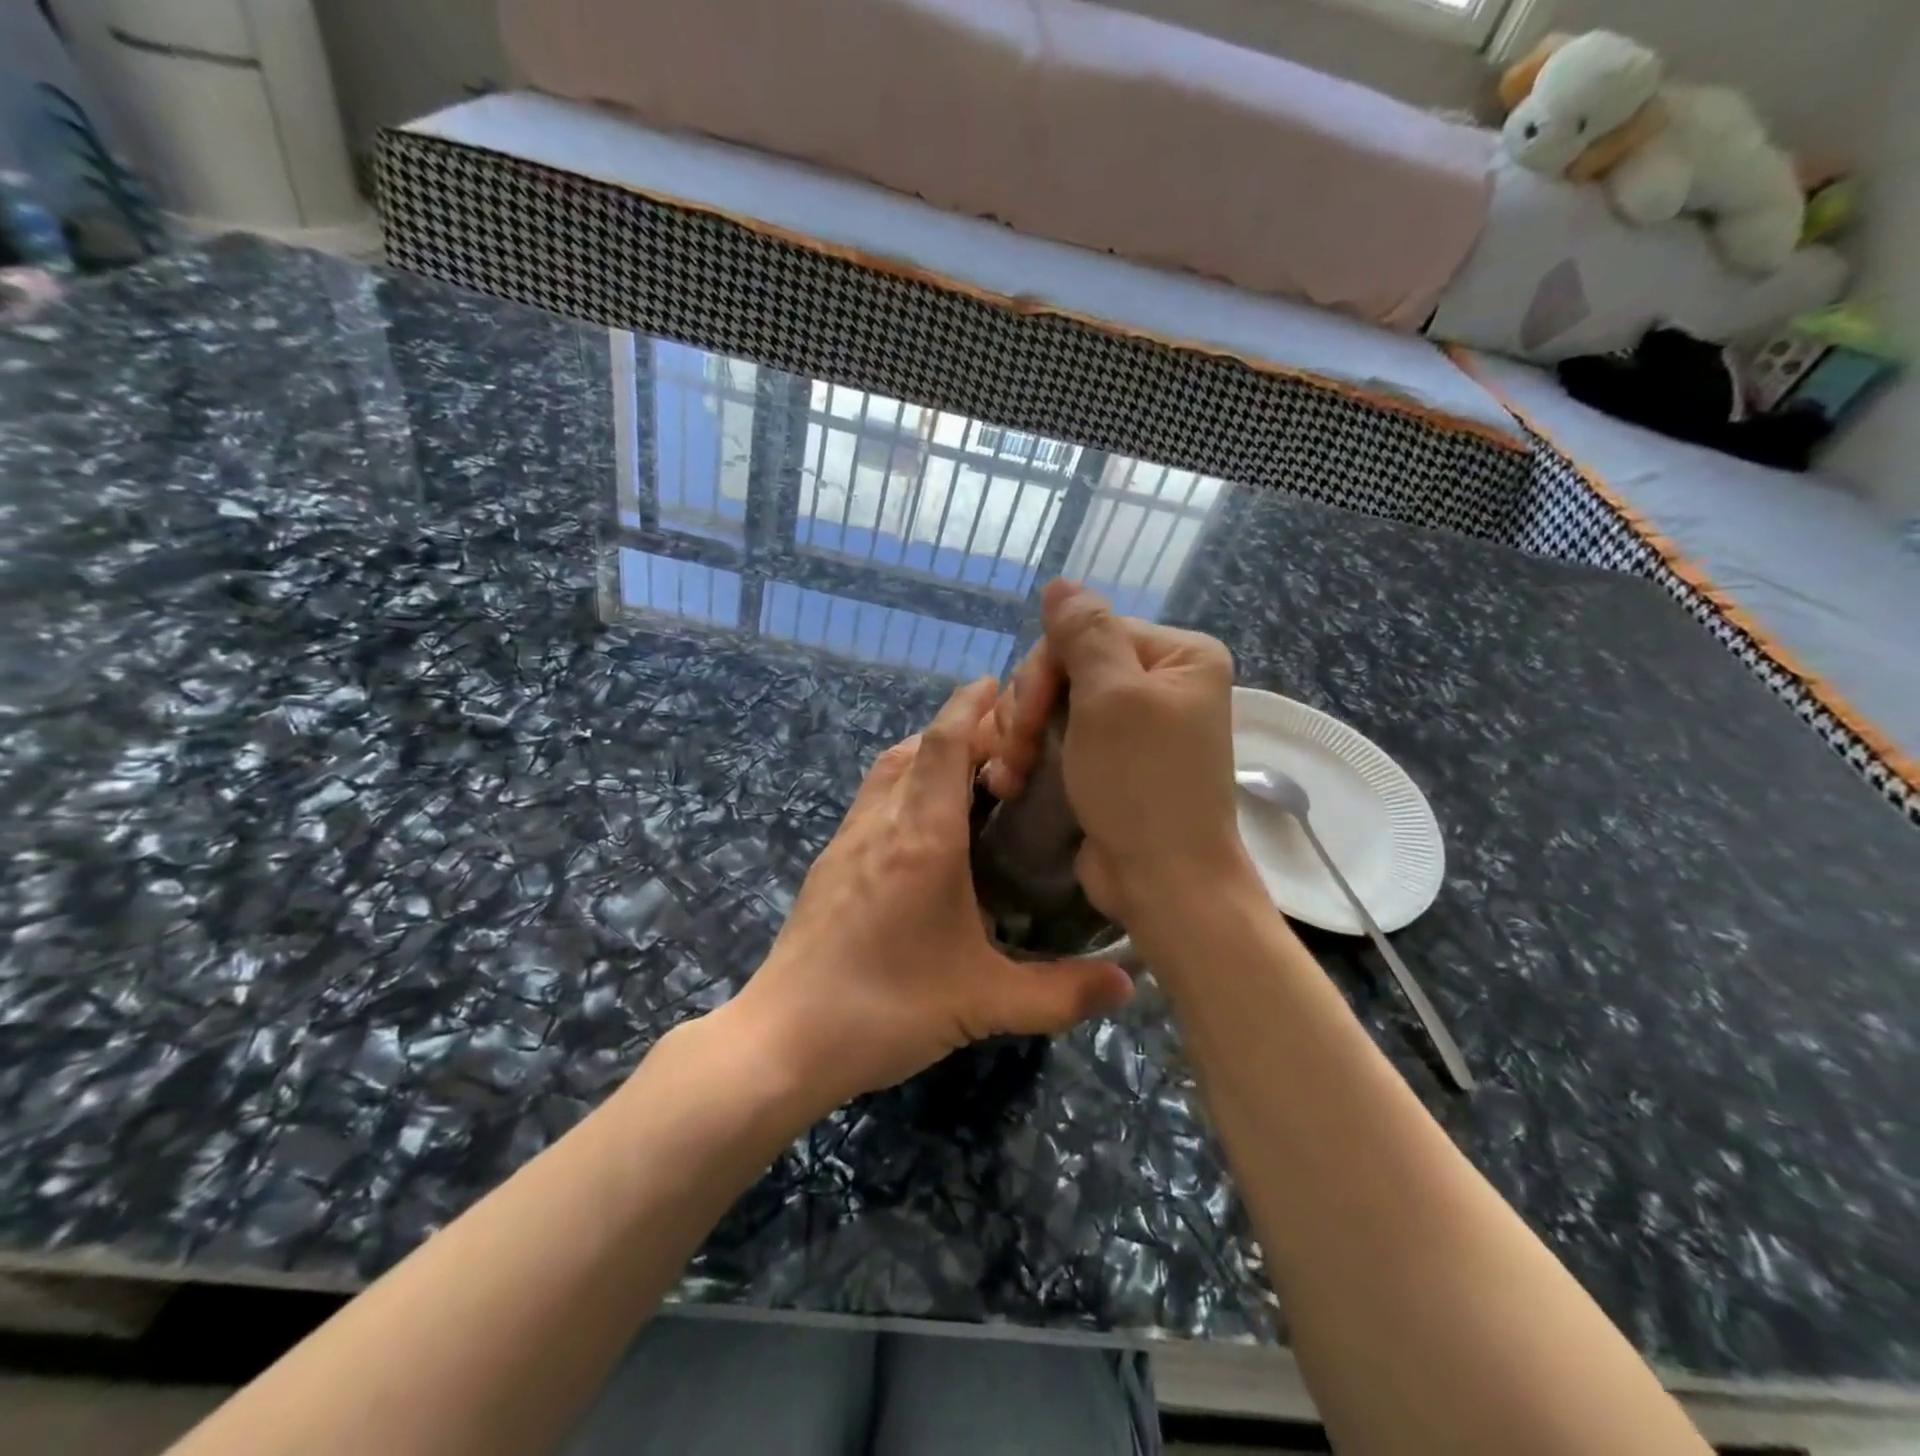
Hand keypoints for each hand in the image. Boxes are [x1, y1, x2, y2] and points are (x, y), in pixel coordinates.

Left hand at [725, 678, 1135, 1116]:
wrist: (783, 1040)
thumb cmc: (885, 1009)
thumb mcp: (984, 1002)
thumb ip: (1062, 993)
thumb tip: (1130, 983)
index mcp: (922, 837)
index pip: (944, 743)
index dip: (971, 705)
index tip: (1001, 685)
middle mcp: (881, 824)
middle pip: (916, 747)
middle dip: (958, 729)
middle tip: (1005, 742)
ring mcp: (847, 842)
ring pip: (888, 771)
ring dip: (926, 755)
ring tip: (969, 774)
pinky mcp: (829, 865)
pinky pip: (872, 801)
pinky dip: (903, 787)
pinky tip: (923, 829)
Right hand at [978, 580, 1250, 929]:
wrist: (1163, 883)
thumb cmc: (1142, 785)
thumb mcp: (1113, 697)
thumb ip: (1085, 632)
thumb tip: (1061, 583)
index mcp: (1176, 656)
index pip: (1088, 632)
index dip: (1045, 670)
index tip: (1026, 720)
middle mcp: (1158, 683)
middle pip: (1066, 666)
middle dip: (1029, 708)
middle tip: (1015, 753)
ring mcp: (1131, 725)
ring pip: (1052, 703)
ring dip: (1019, 735)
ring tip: (1009, 774)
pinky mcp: (1107, 760)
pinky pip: (1056, 737)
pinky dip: (1028, 756)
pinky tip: (1009, 780)